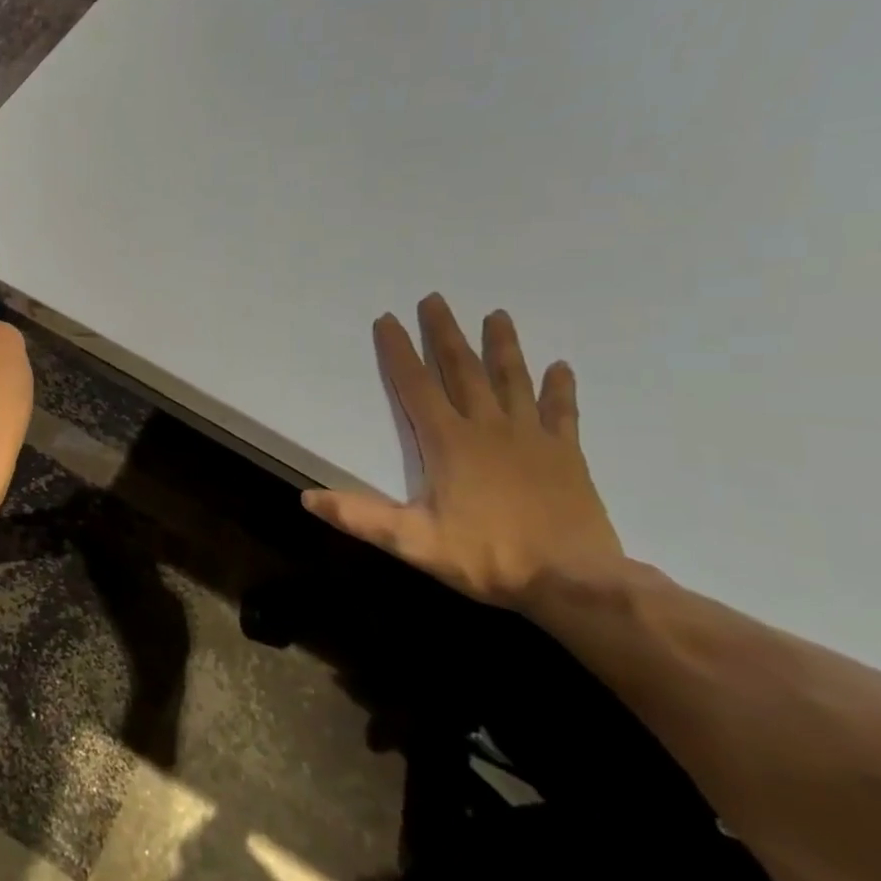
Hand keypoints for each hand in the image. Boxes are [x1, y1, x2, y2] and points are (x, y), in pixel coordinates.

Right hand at [303, 294, 624, 609]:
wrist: (574, 582)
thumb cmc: (487, 557)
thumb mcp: (412, 542)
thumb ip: (360, 517)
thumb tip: (306, 498)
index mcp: (448, 442)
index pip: (416, 386)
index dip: (399, 351)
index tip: (388, 318)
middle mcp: (488, 427)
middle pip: (463, 370)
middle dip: (445, 333)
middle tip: (436, 299)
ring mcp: (531, 437)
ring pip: (513, 380)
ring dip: (503, 347)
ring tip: (498, 315)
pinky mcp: (565, 454)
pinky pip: (561, 412)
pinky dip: (560, 389)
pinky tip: (561, 367)